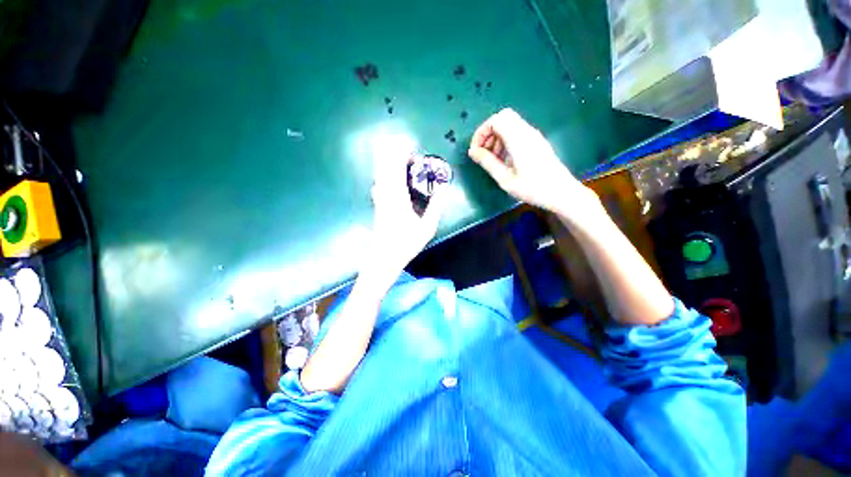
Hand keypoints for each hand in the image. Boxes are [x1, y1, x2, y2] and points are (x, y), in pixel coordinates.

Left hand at [367, 153, 445, 283]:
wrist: (384, 258)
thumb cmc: (406, 244)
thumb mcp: (427, 227)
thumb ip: (436, 206)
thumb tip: (442, 188)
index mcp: (398, 197)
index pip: (397, 168)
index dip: (402, 154)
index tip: (412, 148)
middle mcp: (385, 194)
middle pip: (385, 166)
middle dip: (395, 154)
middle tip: (408, 152)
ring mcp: (379, 199)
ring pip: (380, 173)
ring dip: (389, 163)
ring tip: (402, 161)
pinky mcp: (377, 204)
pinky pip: (379, 182)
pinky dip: (385, 174)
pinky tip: (391, 178)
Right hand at [468, 108, 590, 215]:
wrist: (562, 193)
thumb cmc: (532, 188)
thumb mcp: (505, 179)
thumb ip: (488, 163)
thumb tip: (472, 151)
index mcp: (519, 139)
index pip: (496, 120)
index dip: (482, 132)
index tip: (476, 150)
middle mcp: (527, 132)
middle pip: (503, 118)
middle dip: (488, 133)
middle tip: (483, 153)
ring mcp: (534, 136)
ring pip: (510, 125)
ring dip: (497, 138)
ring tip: (493, 160)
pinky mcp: (537, 142)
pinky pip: (517, 133)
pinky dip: (506, 141)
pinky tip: (505, 160)